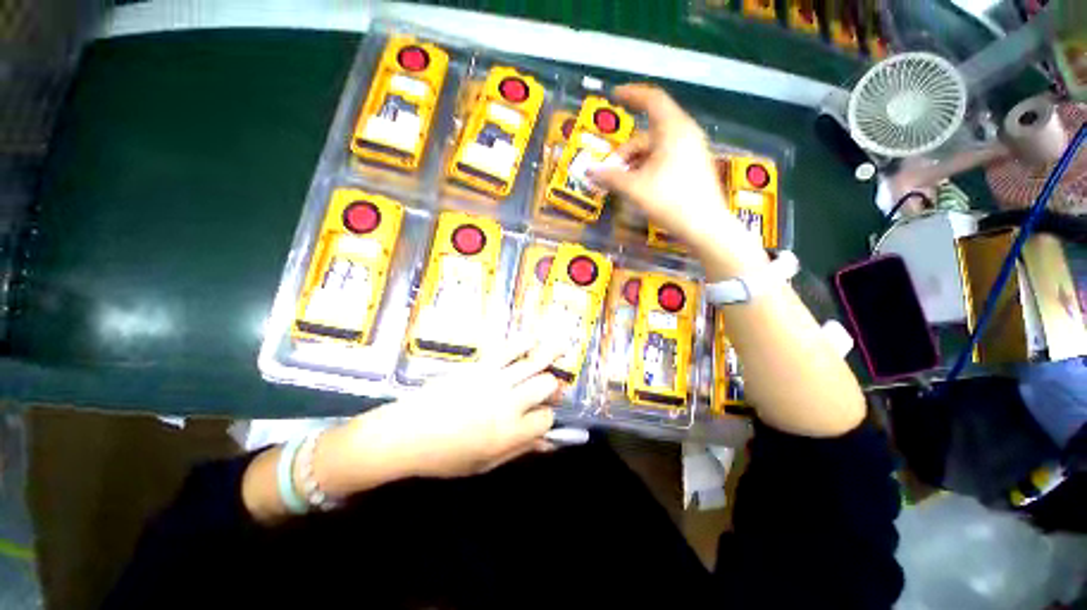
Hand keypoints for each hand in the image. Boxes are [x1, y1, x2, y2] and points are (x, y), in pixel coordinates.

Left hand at [339, 336, 562, 480]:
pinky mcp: (480, 366)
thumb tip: (549, 443)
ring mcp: (495, 381)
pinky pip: (508, 349)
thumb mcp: (485, 464)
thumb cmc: (445, 457)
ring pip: (534, 364)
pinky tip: (533, 339)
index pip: (546, 420)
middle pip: (546, 386)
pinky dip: (524, 342)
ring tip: (563, 348)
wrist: (405, 433)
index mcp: (510, 433)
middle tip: (550, 388)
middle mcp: (508, 404)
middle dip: (552, 387)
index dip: (549, 419)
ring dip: (551, 355)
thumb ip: (520, 450)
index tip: (542, 418)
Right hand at [589, 84, 767, 273]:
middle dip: (625, 150)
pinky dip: (648, 167)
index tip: (614, 96)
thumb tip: (588, 171)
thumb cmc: (670, 201)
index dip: (632, 94)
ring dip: (635, 162)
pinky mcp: (693, 166)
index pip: (652, 99)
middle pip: (649, 132)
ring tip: (621, 183)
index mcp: (674, 130)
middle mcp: (685, 134)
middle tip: (609, 171)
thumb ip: (610, 177)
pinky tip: (638, 185)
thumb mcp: (635, 188)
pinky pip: (665, 158)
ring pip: (656, 148)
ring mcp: (692, 150)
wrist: (705, 226)